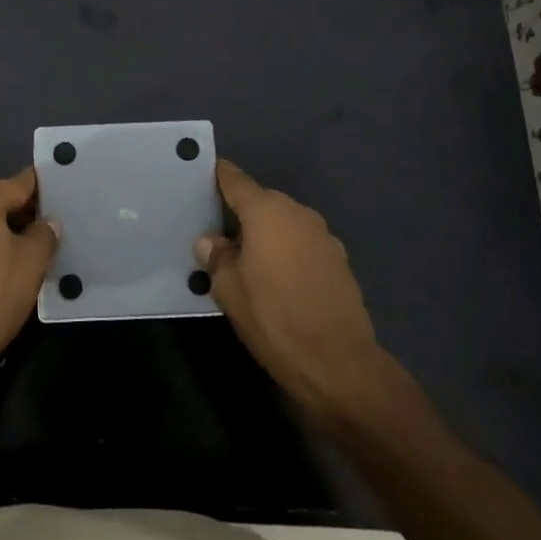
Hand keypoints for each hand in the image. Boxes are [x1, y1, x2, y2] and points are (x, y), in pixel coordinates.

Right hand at [196, 161, 399, 423]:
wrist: (338, 363)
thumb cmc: (274, 318)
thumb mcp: (229, 289)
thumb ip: (217, 256)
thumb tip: (211, 241)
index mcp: (267, 211)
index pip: (235, 180)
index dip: (218, 176)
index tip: (201, 177)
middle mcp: (298, 213)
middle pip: (262, 200)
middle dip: (240, 212)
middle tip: (217, 233)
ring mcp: (323, 235)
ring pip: (284, 223)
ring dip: (266, 234)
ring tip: (246, 259)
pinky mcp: (339, 260)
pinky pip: (303, 243)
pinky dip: (287, 251)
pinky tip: (278, 279)